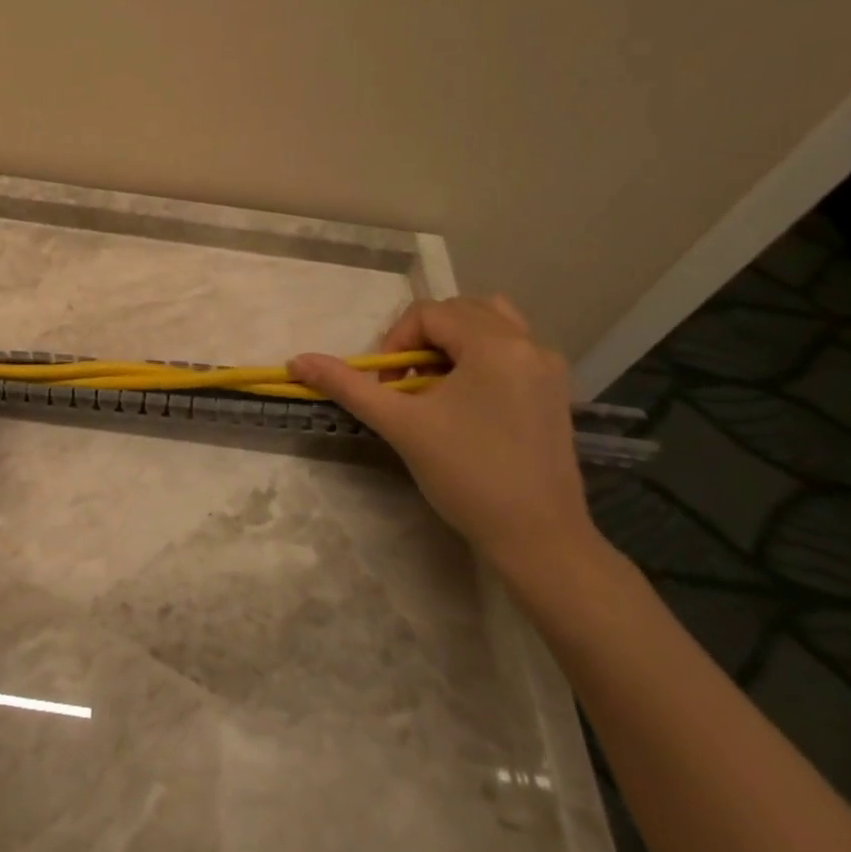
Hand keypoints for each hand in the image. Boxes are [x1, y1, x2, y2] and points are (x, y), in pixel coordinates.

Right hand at [289, 296, 601, 579]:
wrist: (539, 540)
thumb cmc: (467, 476)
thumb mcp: (400, 425)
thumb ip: (347, 385)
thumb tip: (296, 361)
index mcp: (495, 345)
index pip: (428, 314)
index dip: (397, 342)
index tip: (390, 387)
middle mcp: (528, 344)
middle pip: (459, 311)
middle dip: (423, 339)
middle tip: (408, 385)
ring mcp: (547, 367)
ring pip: (490, 323)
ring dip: (454, 340)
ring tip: (437, 381)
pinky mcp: (554, 390)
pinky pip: (511, 347)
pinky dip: (480, 355)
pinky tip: (467, 397)